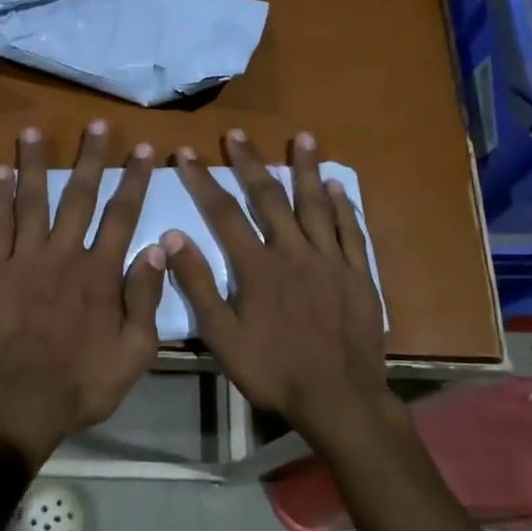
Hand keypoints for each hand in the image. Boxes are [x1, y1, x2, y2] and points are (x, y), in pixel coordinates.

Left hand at [0, 121, 165, 465]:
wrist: (20, 402)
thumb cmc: (84, 382)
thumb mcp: (135, 351)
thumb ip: (146, 298)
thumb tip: (156, 248)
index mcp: (101, 273)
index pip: (123, 215)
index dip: (134, 180)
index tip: (143, 150)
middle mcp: (64, 255)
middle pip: (80, 197)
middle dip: (92, 159)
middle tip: (97, 125)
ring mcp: (25, 260)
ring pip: (33, 201)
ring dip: (37, 164)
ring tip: (35, 132)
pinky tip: (1, 173)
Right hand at [163, 130, 398, 449]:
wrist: (339, 397)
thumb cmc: (274, 370)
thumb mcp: (222, 337)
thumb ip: (198, 286)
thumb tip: (173, 238)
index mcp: (257, 267)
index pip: (224, 213)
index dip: (202, 181)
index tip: (186, 153)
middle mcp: (294, 252)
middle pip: (269, 197)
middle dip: (250, 163)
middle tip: (238, 133)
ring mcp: (331, 260)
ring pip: (316, 204)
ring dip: (306, 169)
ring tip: (302, 138)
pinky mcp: (359, 274)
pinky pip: (351, 231)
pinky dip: (343, 206)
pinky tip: (338, 186)